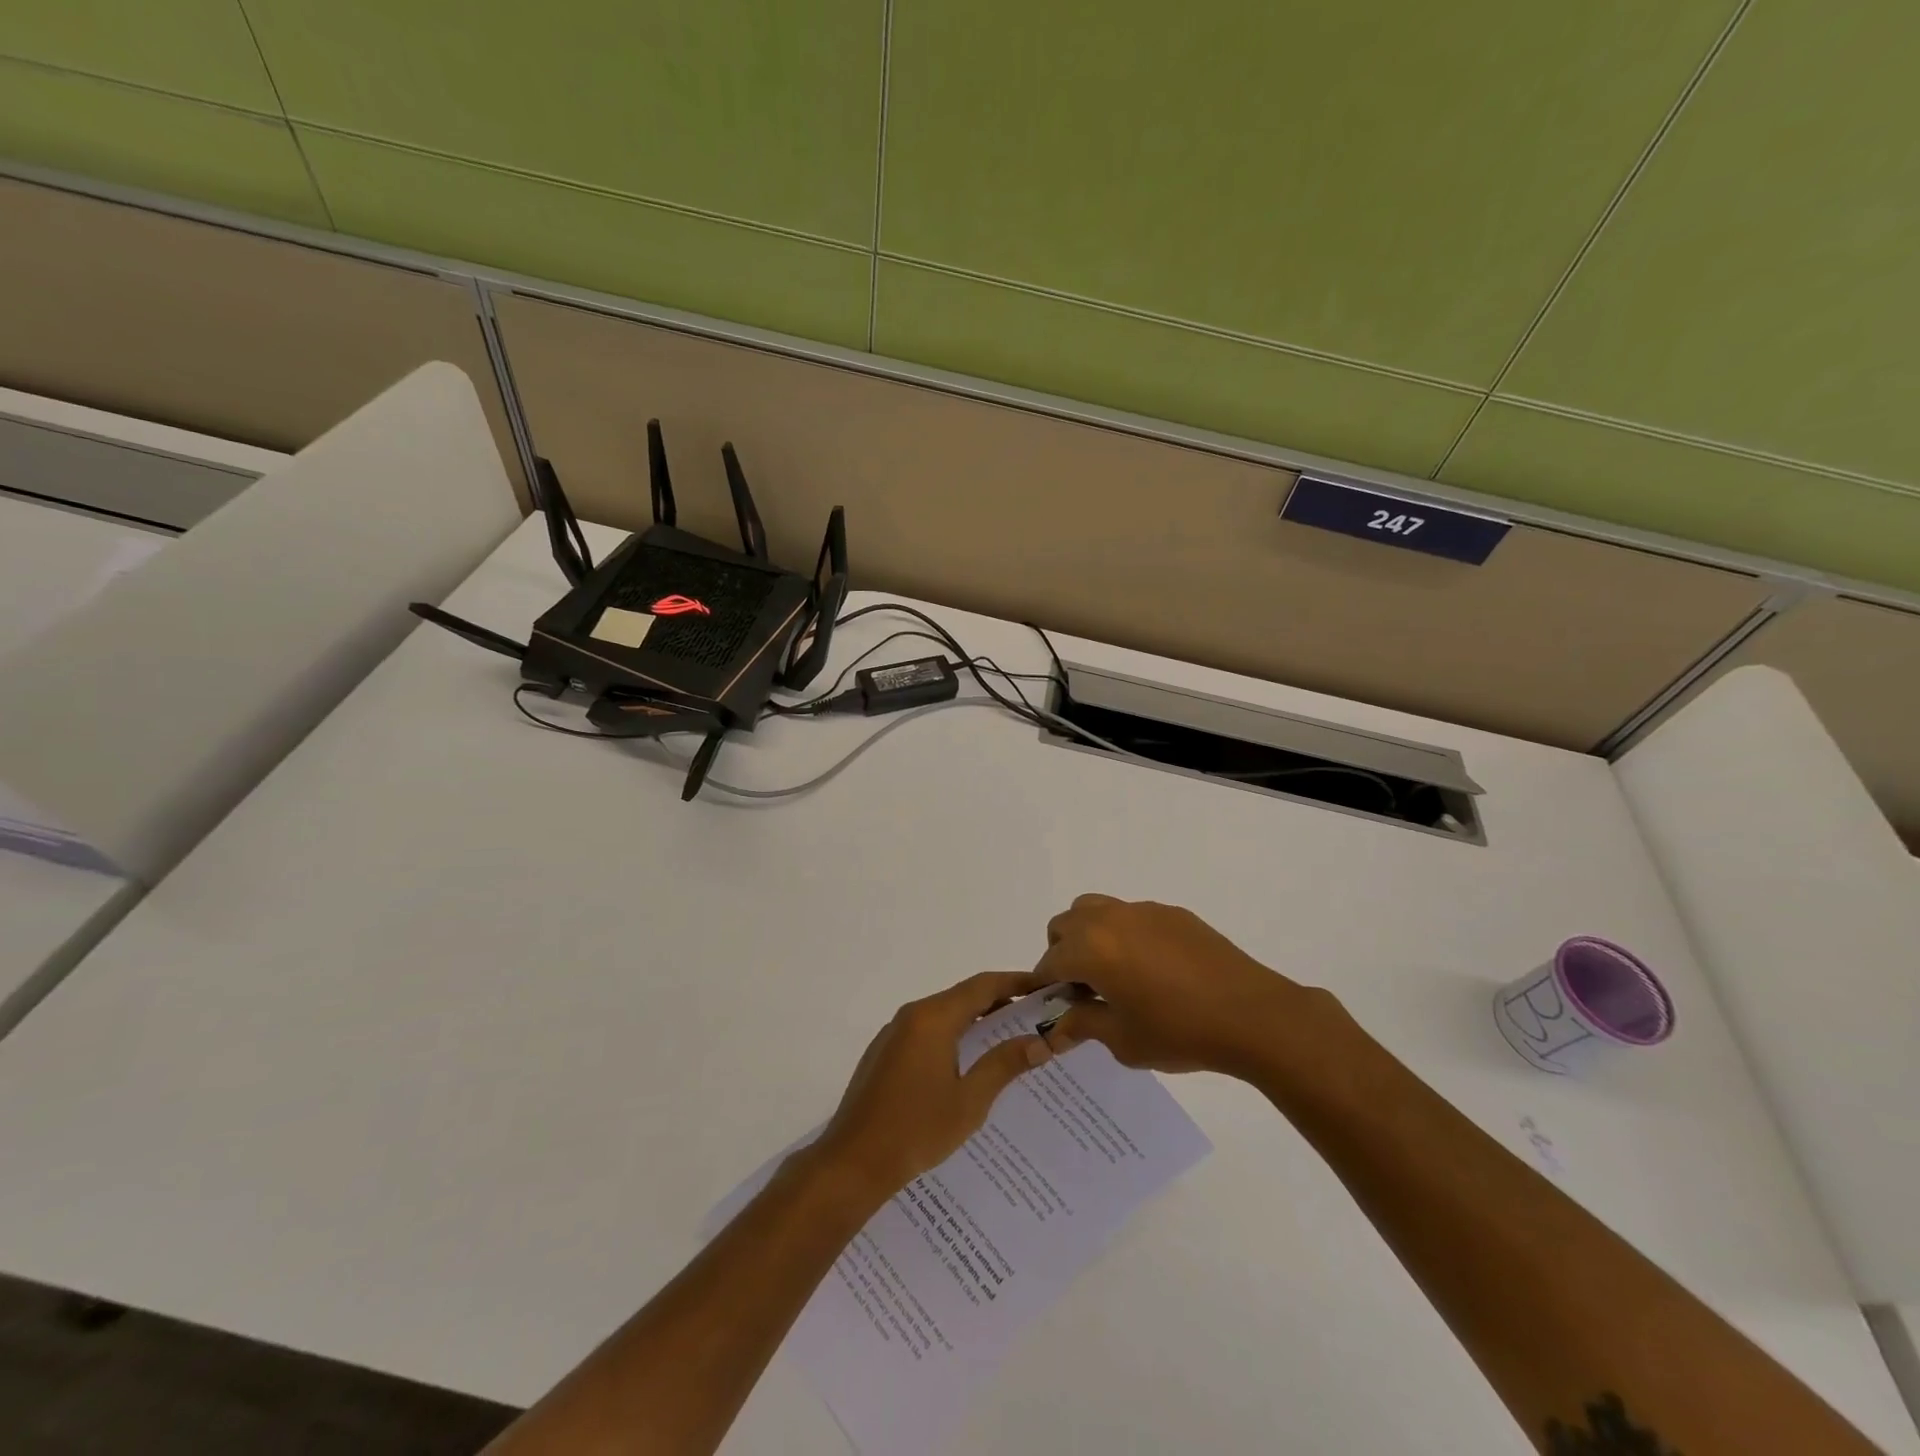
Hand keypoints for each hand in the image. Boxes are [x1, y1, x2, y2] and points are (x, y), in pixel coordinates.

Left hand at [813, 971, 1053, 1198]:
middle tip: (1035, 1015)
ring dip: (976, 1020)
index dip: (1016, 982)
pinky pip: (927, 1031)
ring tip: (1010, 1036)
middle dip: (1000, 1001)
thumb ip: (1003, 1064)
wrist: (852, 1162)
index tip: (1044, 987)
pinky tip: (970, 1061)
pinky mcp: (885, 1053)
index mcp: (933, 1018)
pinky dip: (954, 1035)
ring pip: (944, 1014)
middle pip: (963, 996)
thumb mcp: (969, 1101)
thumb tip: (1040, 1042)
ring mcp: (894, 1033)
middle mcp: (912, 1015)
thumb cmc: (916, 1130)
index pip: (983, 986)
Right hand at [1035, 894, 1339, 1079]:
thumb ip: (1083, 1025)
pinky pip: (1132, 916)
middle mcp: (1110, 919)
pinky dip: (1125, 934)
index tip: (1054, 1008)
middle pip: (1065, 925)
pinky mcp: (1172, 913)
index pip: (1049, 962)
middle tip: (1084, 990)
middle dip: (1063, 954)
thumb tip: (1057, 1027)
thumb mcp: (1122, 1040)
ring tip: (1113, 972)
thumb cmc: (1179, 1031)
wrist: (1252, 1014)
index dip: (1046, 987)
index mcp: (1091, 948)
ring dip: (1089, 935)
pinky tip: (1153, 969)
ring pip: (1095, 909)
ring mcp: (1142, 911)